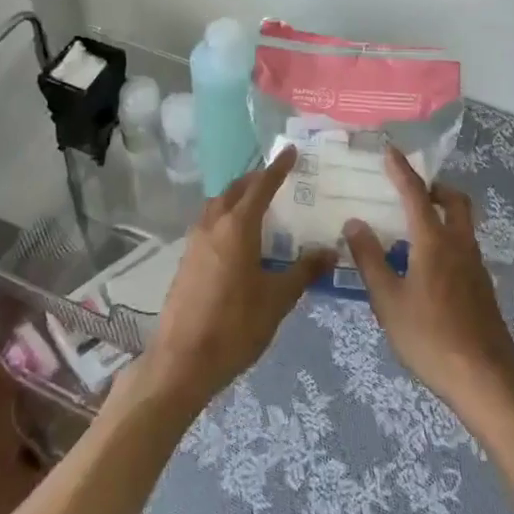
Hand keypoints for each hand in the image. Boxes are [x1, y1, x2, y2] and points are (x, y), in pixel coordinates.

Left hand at [138, 146, 333, 413]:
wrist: (182, 361)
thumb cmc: (235, 326)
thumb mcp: (278, 299)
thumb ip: (304, 271)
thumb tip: (331, 251)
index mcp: (237, 227)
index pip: (261, 186)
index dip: (278, 168)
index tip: (291, 151)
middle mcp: (213, 225)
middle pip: (235, 190)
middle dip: (256, 180)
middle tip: (277, 179)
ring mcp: (195, 242)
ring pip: (218, 205)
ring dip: (238, 197)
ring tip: (259, 206)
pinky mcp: (187, 260)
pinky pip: (209, 223)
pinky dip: (226, 217)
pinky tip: (239, 238)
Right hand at [344, 147, 513, 416]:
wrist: (486, 379)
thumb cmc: (430, 337)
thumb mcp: (388, 301)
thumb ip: (370, 259)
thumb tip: (354, 222)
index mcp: (434, 241)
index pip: (416, 194)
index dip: (402, 170)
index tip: (390, 150)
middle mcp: (459, 244)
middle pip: (454, 201)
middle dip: (434, 187)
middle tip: (412, 189)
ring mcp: (475, 266)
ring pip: (462, 224)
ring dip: (442, 213)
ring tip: (413, 228)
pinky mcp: (482, 288)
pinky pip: (463, 247)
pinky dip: (446, 240)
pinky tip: (427, 267)